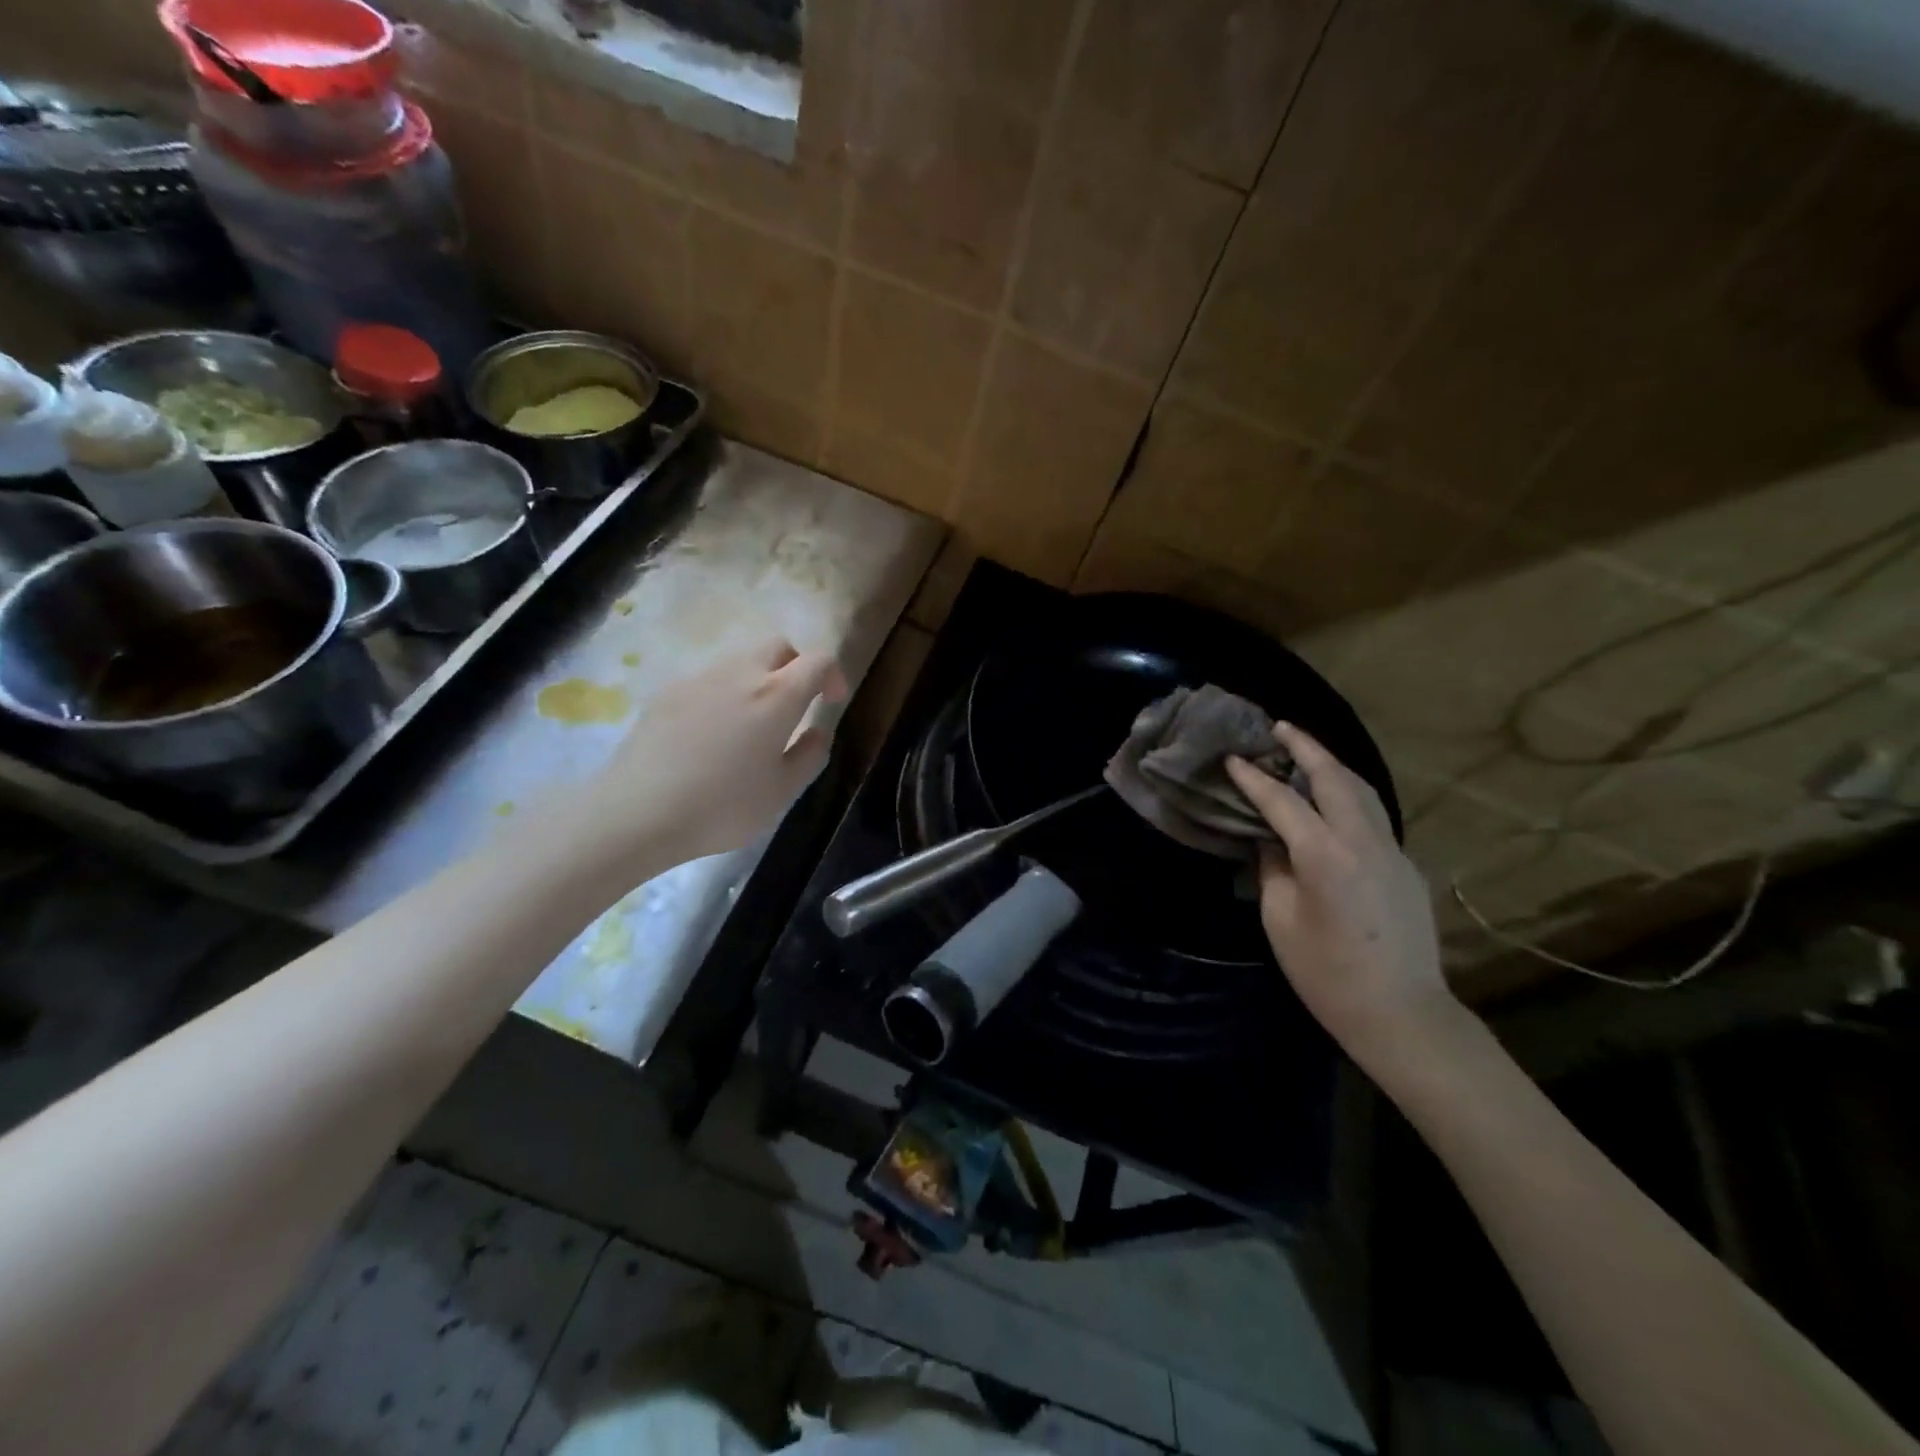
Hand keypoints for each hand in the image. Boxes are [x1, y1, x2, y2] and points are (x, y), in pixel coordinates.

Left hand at [587, 638, 847, 863]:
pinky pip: (708, 679)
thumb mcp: (781, 793)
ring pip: (740, 659)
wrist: (637, 812)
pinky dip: (724, 693)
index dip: (833, 675)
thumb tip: (817, 732)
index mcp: (777, 695)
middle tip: (795, 704)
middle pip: (777, 646)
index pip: (818, 660)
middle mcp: (740, 673)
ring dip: (758, 678)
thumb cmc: (722, 806)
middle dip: (795, 665)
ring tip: (752, 722)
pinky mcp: (666, 692)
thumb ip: (808, 757)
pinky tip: (711, 734)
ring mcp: (698, 679)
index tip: (832, 701)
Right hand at [1225, 724, 1458, 1062]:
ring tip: (1306, 752)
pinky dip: (1349, 795)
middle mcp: (1363, 841)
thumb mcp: (1280, 920)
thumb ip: (1274, 869)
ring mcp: (1392, 851)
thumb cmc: (1326, 973)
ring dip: (1332, 765)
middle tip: (1279, 728)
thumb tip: (1272, 839)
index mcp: (1325, 855)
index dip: (1254, 778)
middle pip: (1334, 777)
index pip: (1283, 801)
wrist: (1401, 1013)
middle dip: (1305, 747)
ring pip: (1363, 790)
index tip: (1232, 758)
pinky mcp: (1405, 866)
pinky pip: (1374, 816)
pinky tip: (1333, 803)